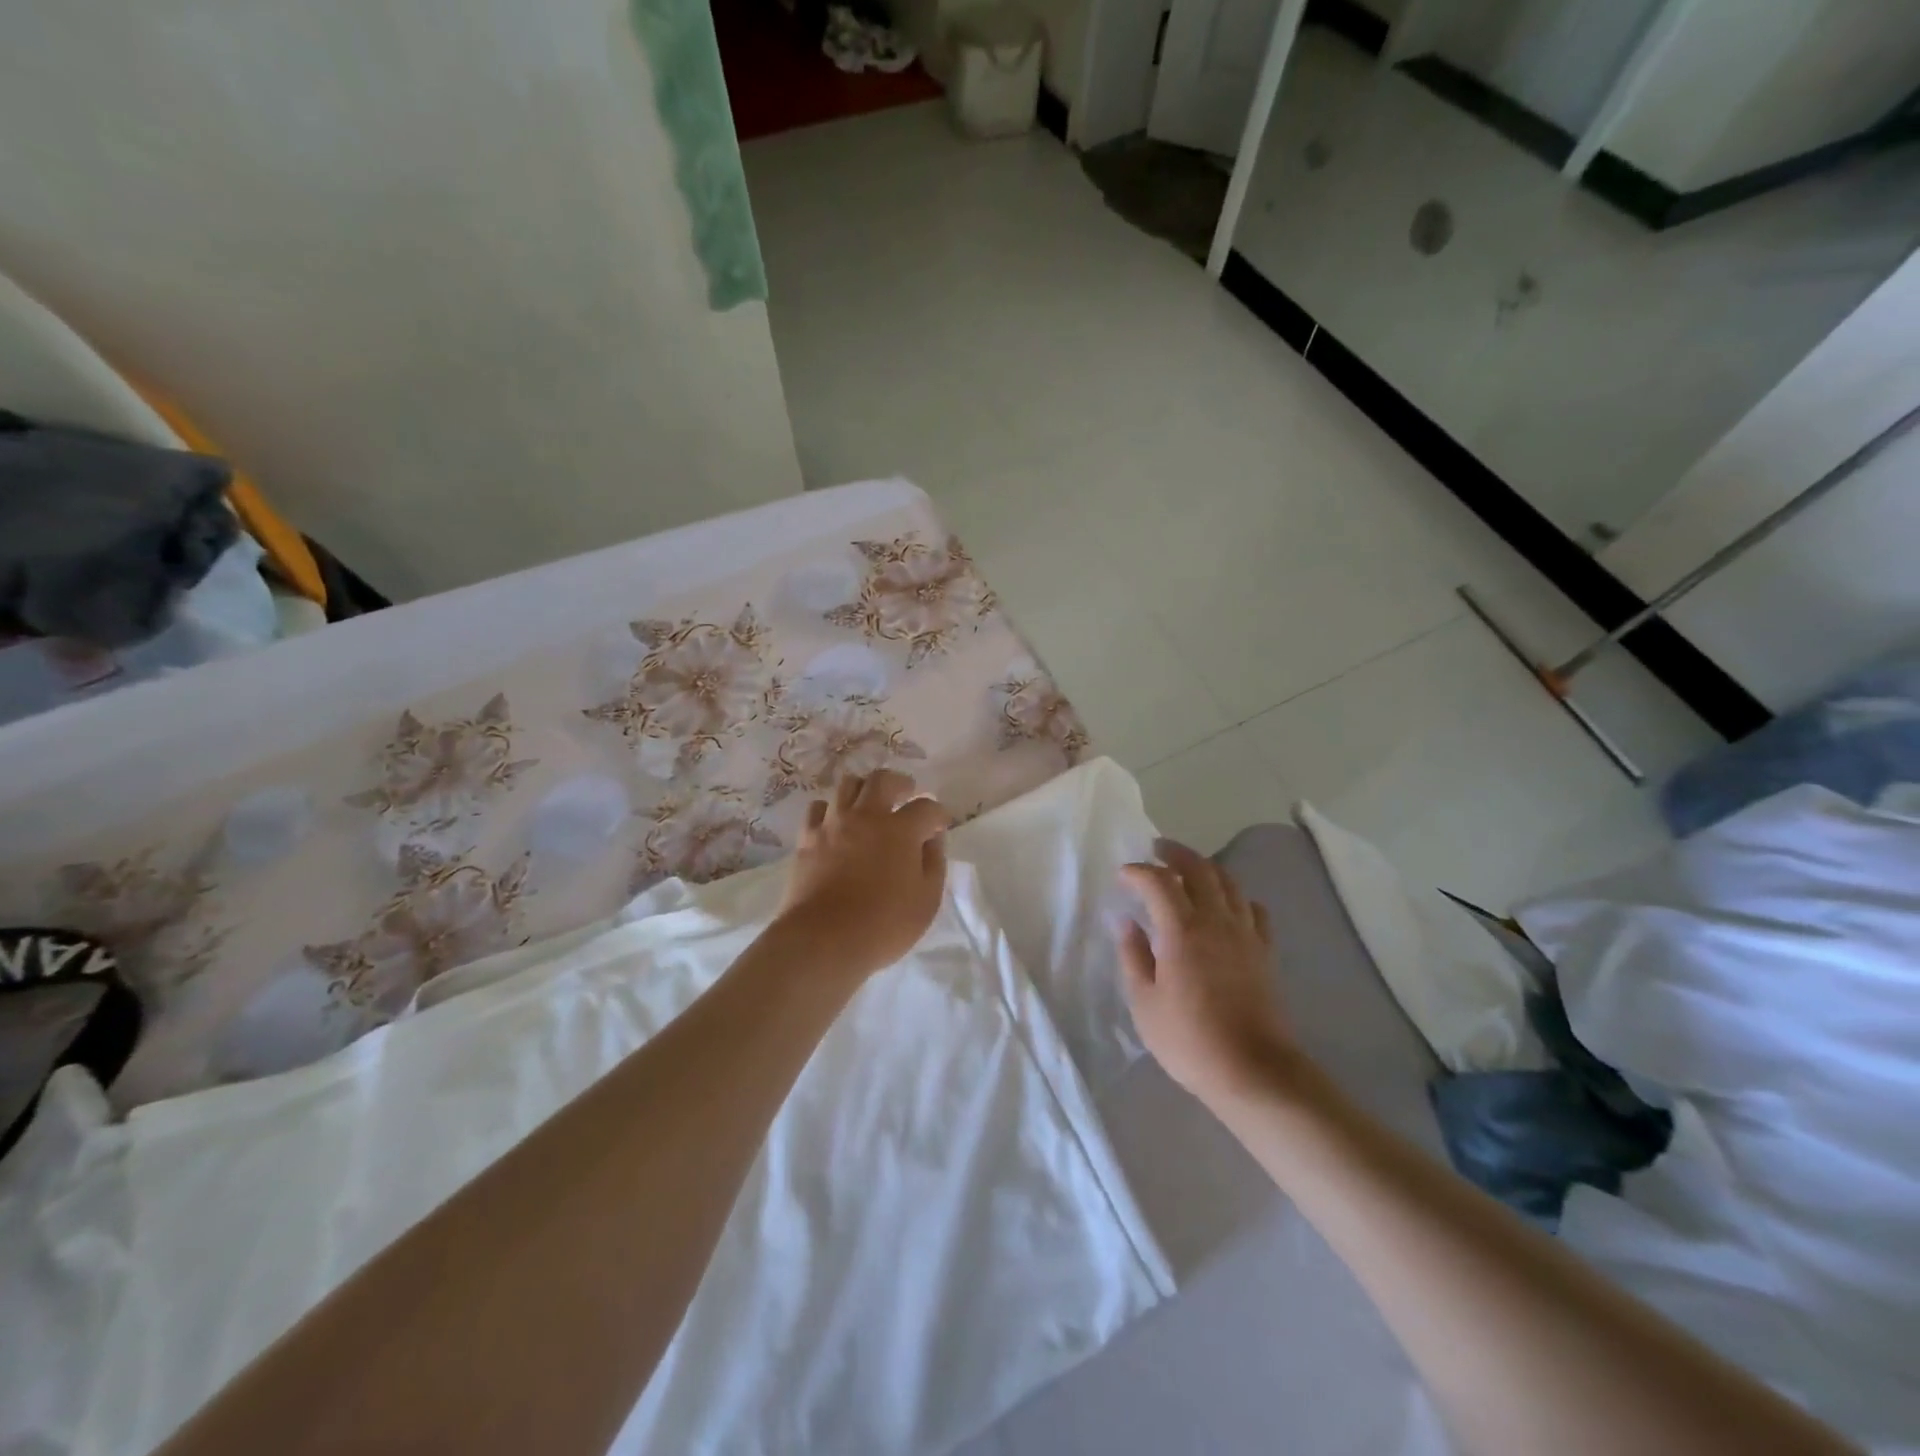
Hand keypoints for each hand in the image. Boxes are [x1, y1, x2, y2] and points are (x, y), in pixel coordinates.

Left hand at [775, 769, 950, 979]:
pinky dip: (831, 809)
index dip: (938, 813)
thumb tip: (932, 839)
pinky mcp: (807, 838)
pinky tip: (836, 821)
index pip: (926, 807)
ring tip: (870, 803)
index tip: (940, 824)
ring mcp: (833, 824)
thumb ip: (934, 863)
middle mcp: (866, 816)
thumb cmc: (884, 924)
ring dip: (864, 788)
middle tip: (906, 793)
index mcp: (901, 830)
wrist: (823, 939)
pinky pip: (818, 808)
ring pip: (847, 785)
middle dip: (900, 782)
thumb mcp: (927, 900)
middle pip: (882, 780)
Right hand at [1118, 840, 1293, 1108]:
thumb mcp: (1144, 1002)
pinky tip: (1227, 907)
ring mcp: (1246, 934)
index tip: (1123, 876)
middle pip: (1200, 869)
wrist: (1253, 1071)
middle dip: (1175, 854)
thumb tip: (1126, 922)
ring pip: (1229, 883)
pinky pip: (1253, 909)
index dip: (1138, 872)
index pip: (1158, 882)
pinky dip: (1236, 897)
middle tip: (1157, 850)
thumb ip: (1133, 955)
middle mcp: (1216, 921)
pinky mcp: (1265, 952)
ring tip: (1188, 871)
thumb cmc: (1188, 1039)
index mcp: (1182, 930)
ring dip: (1206, 868)